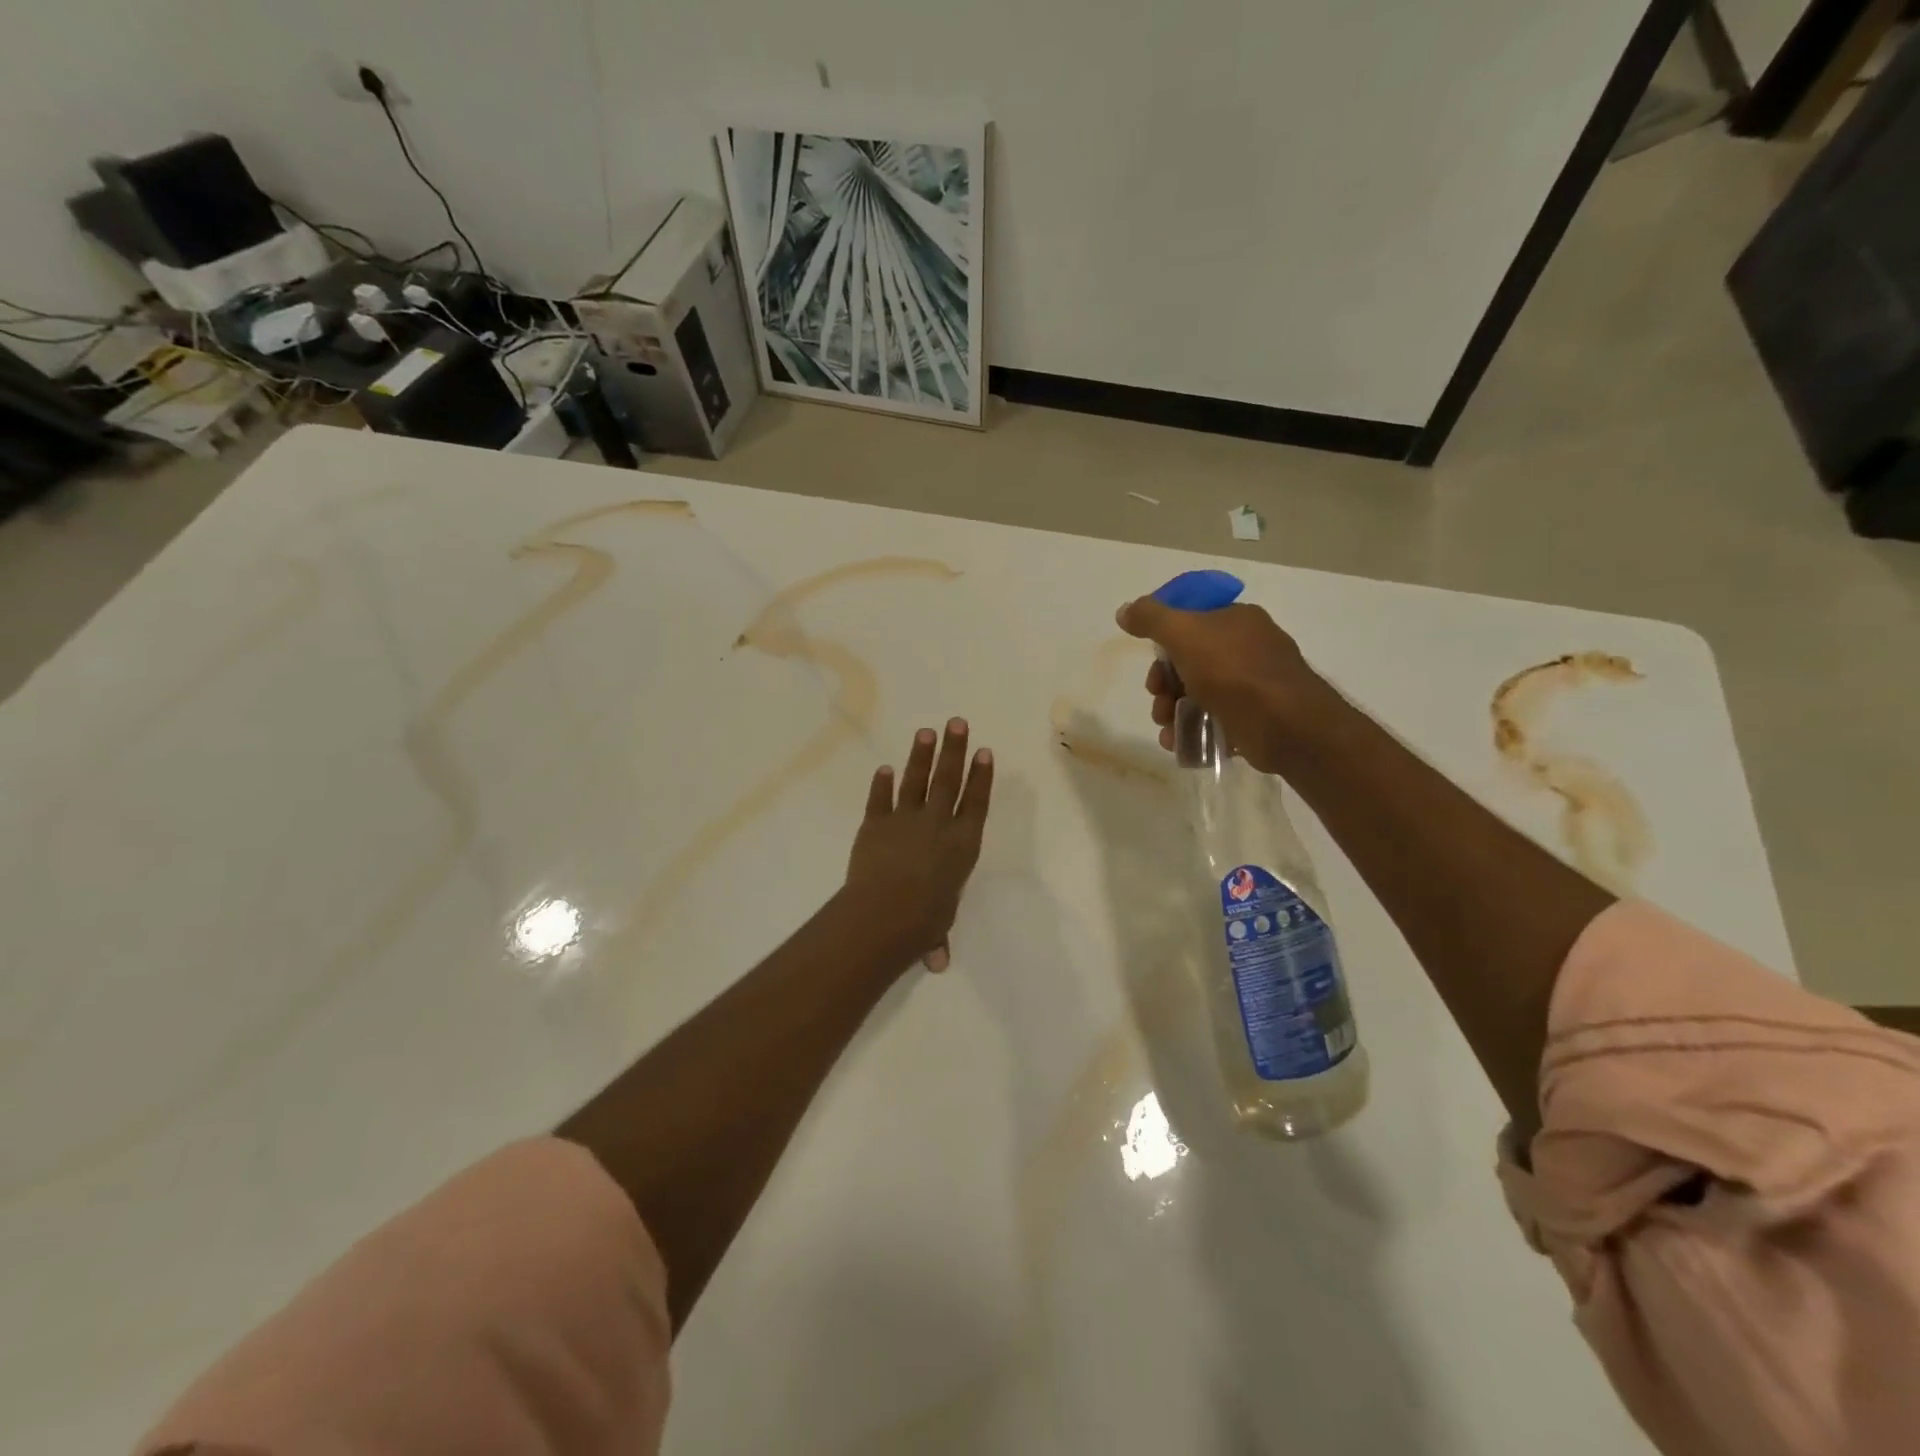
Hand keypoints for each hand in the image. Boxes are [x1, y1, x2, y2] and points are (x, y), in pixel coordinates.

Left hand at [842, 718, 993, 971]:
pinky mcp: (874, 825)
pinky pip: (879, 800)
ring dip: (921, 756)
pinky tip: (884, 768)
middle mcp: (938, 825)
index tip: (983, 751)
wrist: (883, 913)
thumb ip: (937, 935)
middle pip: (948, 780)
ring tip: (927, 732)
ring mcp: (905, 821)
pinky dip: (881, 784)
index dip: (981, 776)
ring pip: (916, 781)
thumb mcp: (938, 927)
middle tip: (957, 722)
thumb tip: (937, 963)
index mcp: (962, 845)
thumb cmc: (922, 922)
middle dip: (954, 751)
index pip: (976, 802)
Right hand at [1114, 597, 1333, 772]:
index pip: (1191, 621)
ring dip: (1172, 710)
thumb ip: (1151, 619)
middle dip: (1164, 683)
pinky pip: (1213, 721)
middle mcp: (1247, 648)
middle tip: (1156, 698)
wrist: (1286, 725)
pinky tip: (1177, 742)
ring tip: (1165, 727)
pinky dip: (1191, 731)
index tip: (1151, 661)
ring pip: (1198, 694)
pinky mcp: (1253, 719)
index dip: (1164, 641)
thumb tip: (1124, 610)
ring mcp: (1252, 685)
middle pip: (1190, 661)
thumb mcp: (1185, 634)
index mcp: (1236, 619)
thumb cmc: (1234, 672)